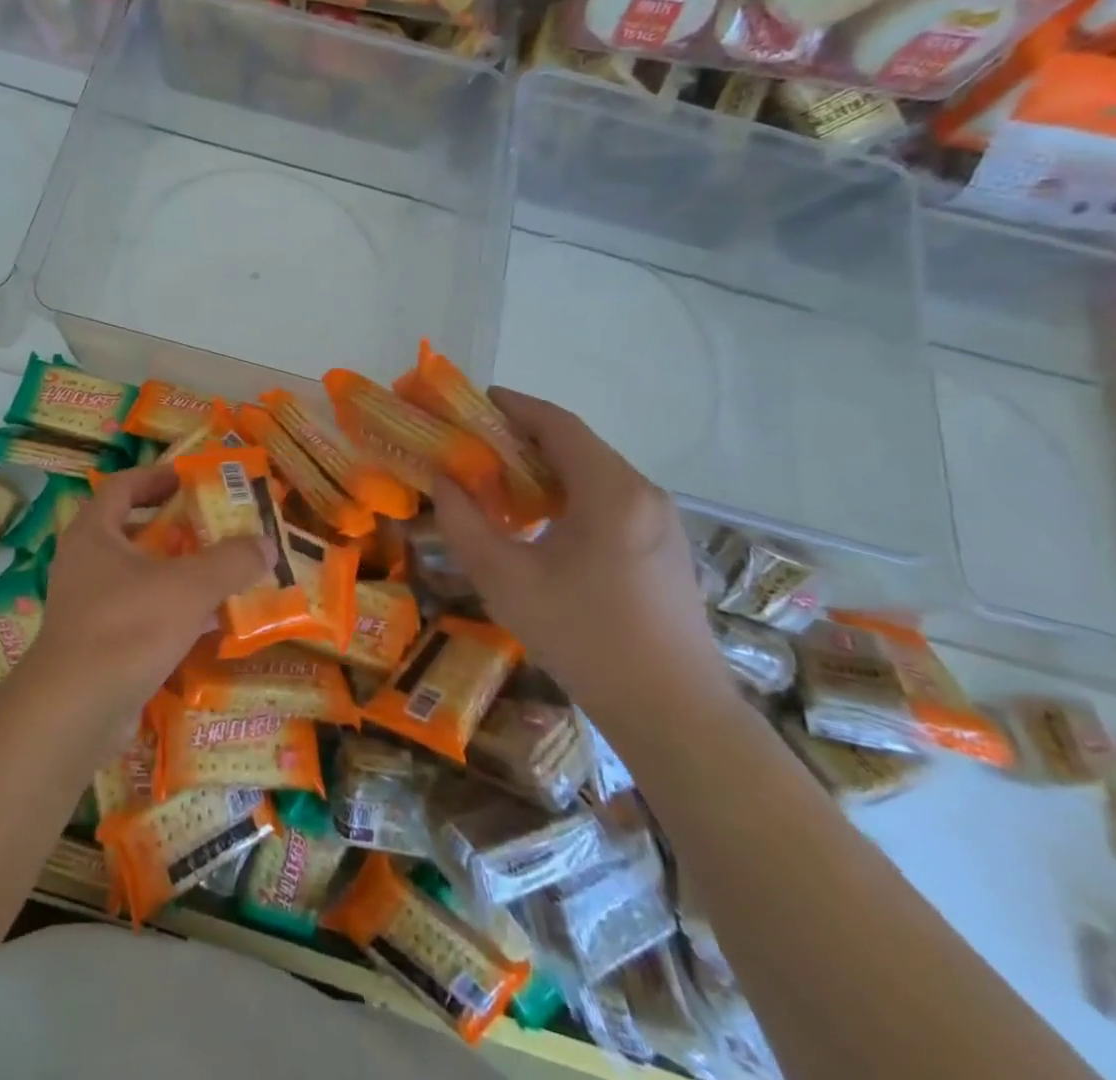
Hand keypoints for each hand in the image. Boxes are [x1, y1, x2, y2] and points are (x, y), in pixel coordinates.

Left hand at [18, 463, 269, 736]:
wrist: (76, 709)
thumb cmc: (129, 627)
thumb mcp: (189, 587)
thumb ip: (230, 561)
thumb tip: (267, 543)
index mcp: (94, 532)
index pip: (123, 486)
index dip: (157, 477)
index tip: (191, 479)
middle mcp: (85, 562)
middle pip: (133, 530)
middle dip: (175, 528)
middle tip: (214, 526)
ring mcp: (88, 604)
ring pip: (139, 576)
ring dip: (177, 572)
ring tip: (221, 572)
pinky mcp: (98, 642)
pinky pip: (140, 613)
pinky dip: (172, 611)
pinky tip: (209, 624)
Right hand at [431, 388, 733, 732]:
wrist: (674, 712)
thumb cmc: (583, 638)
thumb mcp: (504, 580)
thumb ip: (463, 522)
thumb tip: (442, 480)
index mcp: (609, 491)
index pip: (557, 424)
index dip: (513, 406)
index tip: (472, 401)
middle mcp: (642, 493)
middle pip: (575, 445)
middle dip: (521, 437)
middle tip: (472, 445)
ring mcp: (661, 520)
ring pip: (593, 472)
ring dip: (544, 467)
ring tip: (497, 482)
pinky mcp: (664, 546)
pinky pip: (608, 499)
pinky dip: (567, 492)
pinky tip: (539, 522)